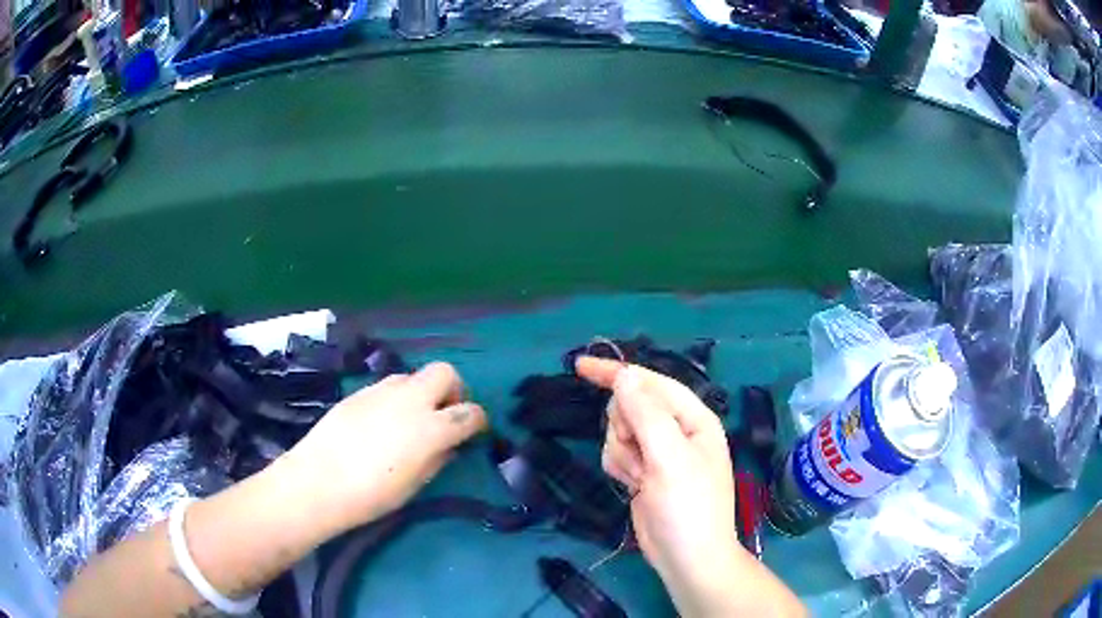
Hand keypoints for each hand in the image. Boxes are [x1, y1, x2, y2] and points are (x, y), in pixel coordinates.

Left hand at [275, 362, 487, 535]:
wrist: (318, 480)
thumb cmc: (372, 494)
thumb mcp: (415, 485)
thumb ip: (437, 459)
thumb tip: (448, 446)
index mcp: (431, 428)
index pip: (470, 412)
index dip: (478, 421)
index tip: (474, 431)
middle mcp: (411, 399)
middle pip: (445, 373)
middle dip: (453, 390)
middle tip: (444, 415)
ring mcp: (382, 391)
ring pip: (414, 376)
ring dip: (421, 392)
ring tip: (410, 419)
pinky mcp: (359, 392)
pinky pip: (388, 386)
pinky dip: (396, 398)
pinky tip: (381, 422)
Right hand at [576, 357, 740, 610]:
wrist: (686, 558)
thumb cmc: (688, 507)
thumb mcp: (669, 458)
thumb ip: (646, 413)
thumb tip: (624, 374)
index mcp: (693, 418)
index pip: (650, 382)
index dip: (616, 373)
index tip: (580, 367)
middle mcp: (676, 430)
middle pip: (630, 406)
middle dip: (625, 428)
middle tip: (640, 456)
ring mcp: (659, 452)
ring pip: (619, 431)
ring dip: (622, 453)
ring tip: (641, 478)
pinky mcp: (643, 471)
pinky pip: (617, 453)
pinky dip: (620, 467)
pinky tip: (634, 485)